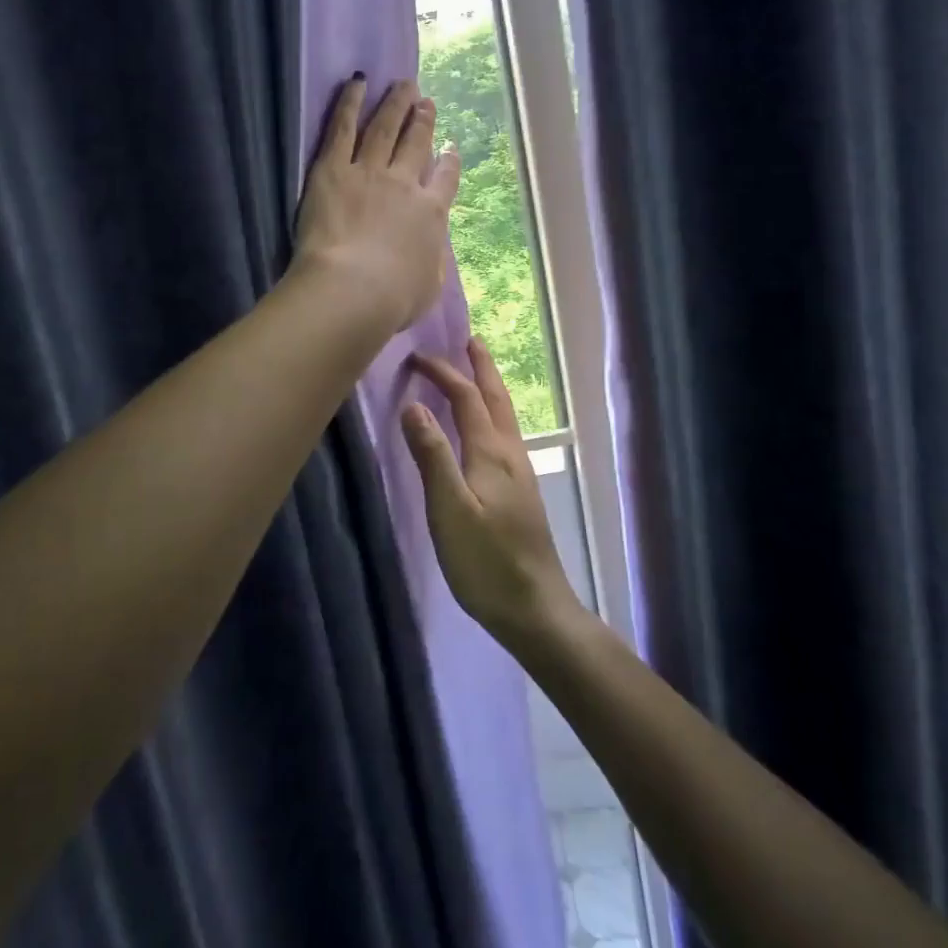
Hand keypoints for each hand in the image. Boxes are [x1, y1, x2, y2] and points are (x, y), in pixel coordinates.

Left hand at [292, 76, 461, 332]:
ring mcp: (369, 172)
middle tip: (425, 101)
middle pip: (416, 144)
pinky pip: (342, 128)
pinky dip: (350, 103)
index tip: (450, 147)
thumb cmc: (394, 300)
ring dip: (394, 104)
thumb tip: (430, 247)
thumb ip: (431, 259)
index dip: (448, 161)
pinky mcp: (332, 169)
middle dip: (422, 121)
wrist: (354, 290)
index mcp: (431, 214)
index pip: (444, 179)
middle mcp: (404, 184)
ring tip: (402, 84)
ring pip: (384, 129)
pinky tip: (357, 83)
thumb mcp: (430, 285)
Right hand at [402, 339, 580, 643]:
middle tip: (468, 340)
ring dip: (488, 387)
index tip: (415, 357)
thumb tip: (413, 404)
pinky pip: (503, 433)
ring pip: (503, 415)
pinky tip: (483, 428)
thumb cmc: (486, 562)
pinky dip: (490, 412)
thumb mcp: (450, 510)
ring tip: (475, 371)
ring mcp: (519, 472)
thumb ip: (432, 456)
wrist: (534, 608)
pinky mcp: (520, 491)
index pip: (466, 397)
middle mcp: (510, 453)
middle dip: (481, 367)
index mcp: (491, 452)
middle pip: (496, 398)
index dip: (443, 372)